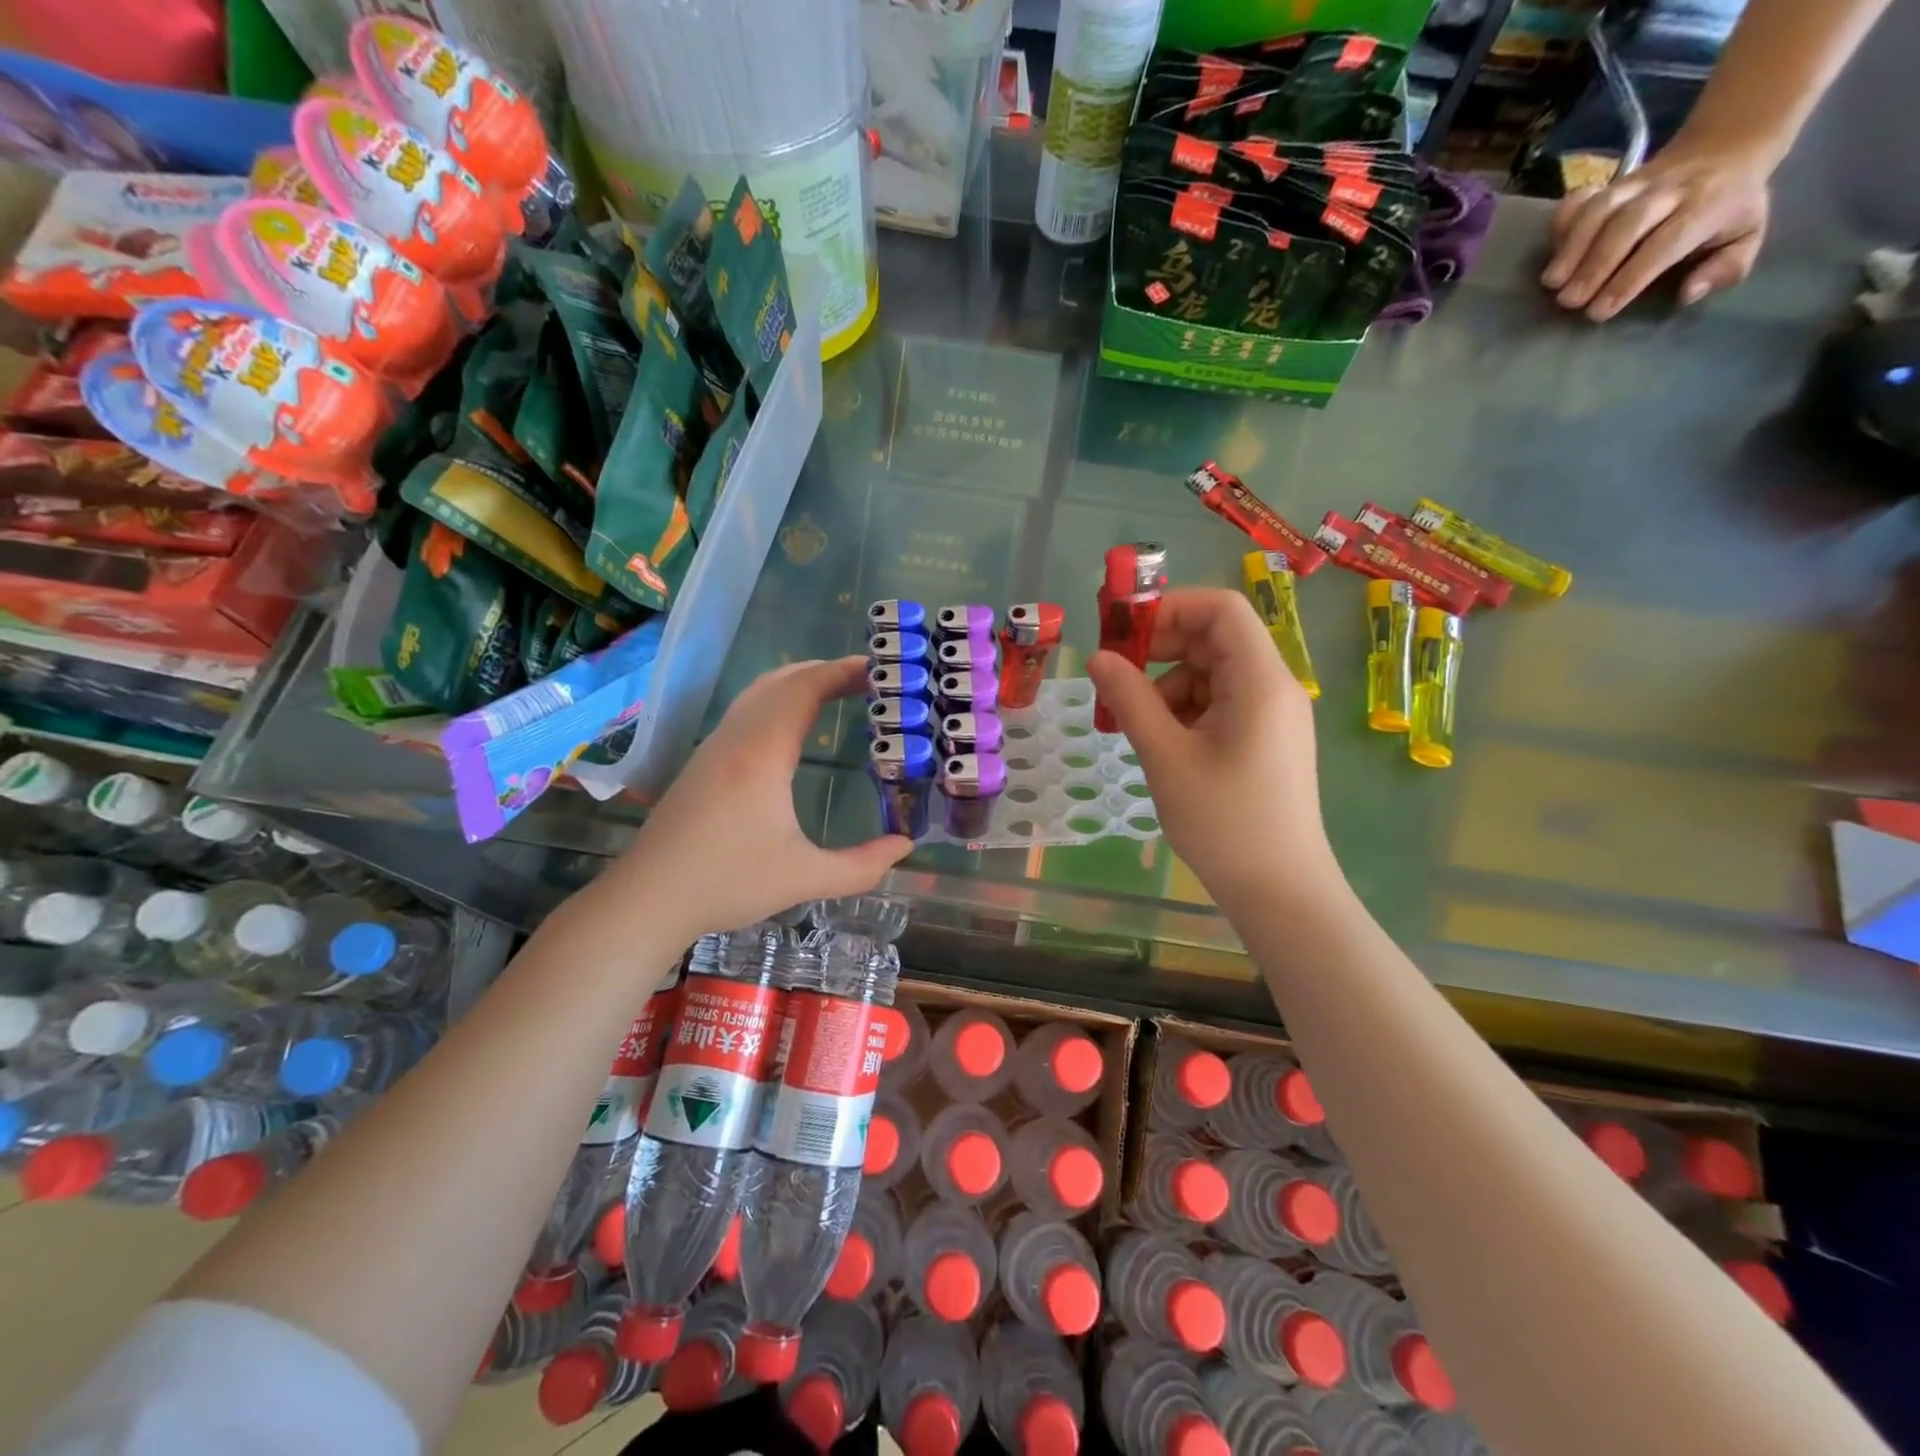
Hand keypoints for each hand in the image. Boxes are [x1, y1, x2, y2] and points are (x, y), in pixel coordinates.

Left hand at [609, 657, 911, 939]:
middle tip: (868, 681)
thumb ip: (861, 866)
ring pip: (759, 691)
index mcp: (762, 754)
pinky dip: (779, 700)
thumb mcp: (803, 878)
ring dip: (800, 683)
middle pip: (782, 680)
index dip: (842, 672)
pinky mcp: (703, 761)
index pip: (804, 689)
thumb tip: (904, 846)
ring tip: (838, 693)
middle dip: (827, 671)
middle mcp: (736, 738)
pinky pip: (747, 709)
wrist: (648, 898)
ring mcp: (714, 746)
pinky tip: (795, 726)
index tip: (878, 670)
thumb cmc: (726, 884)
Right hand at [1086, 589, 1338, 909]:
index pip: (1221, 608)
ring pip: (1212, 674)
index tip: (1124, 634)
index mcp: (1260, 681)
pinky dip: (1186, 712)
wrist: (1280, 891)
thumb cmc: (1223, 822)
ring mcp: (1273, 714)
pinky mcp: (1266, 738)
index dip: (1170, 608)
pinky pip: (1220, 703)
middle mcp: (1274, 686)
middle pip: (1214, 639)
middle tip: (1116, 680)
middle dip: (1161, 652)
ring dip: (1168, 688)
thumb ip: (1130, 700)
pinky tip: (1165, 747)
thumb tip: (1097, 657)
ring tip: (1139, 730)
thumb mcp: (1165, 757)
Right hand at [1541, 144, 1769, 320]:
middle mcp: (1671, 190)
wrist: (1727, 147)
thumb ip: (1726, 268)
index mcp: (1709, 204)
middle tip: (1569, 301)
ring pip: (1600, 209)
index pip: (1667, 241)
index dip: (1630, 278)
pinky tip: (1552, 249)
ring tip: (1552, 283)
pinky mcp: (1611, 181)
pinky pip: (1581, 199)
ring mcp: (1637, 183)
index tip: (1600, 311)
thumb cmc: (1729, 208)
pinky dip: (1562, 222)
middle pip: (1628, 223)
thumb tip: (1689, 293)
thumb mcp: (1747, 236)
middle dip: (1595, 264)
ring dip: (1571, 247)